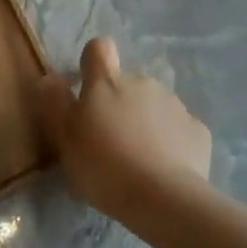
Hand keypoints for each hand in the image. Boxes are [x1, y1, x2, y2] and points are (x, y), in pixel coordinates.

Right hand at [36, 38, 211, 226]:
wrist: (163, 198)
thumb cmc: (104, 166)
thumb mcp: (66, 140)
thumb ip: (55, 104)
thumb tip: (49, 78)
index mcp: (107, 83)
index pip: (98, 49)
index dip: (92, 64)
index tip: (87, 91)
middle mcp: (142, 82)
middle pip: (126, 84)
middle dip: (118, 105)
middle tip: (109, 144)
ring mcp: (174, 104)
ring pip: (153, 106)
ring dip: (144, 123)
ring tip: (138, 162)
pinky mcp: (197, 129)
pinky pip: (178, 129)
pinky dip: (171, 143)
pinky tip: (164, 170)